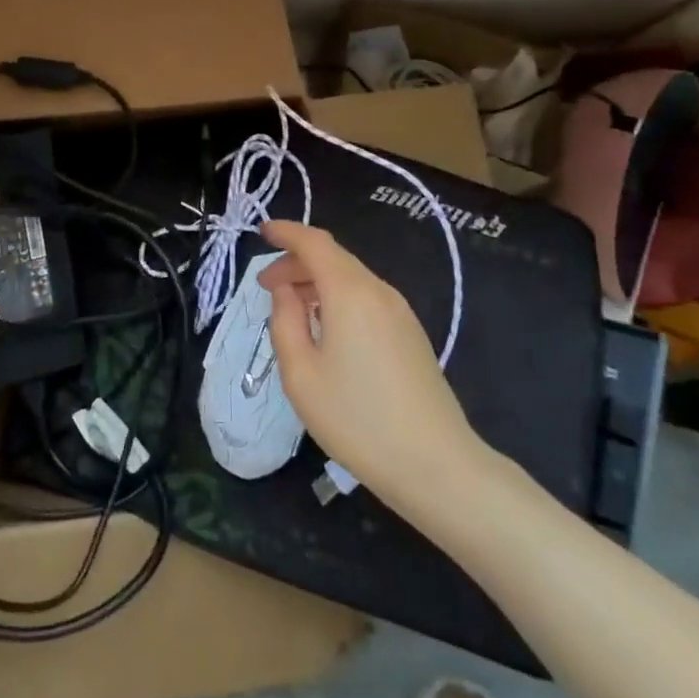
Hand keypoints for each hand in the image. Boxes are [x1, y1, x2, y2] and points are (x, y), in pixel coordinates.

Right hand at [259, 220, 488, 512]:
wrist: (436, 465)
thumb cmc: (358, 419)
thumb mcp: (301, 375)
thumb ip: (284, 322)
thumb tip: (285, 291)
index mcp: (350, 293)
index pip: (314, 243)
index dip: (286, 232)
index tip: (261, 232)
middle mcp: (378, 291)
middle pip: (333, 258)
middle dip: (296, 263)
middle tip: (265, 286)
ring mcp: (400, 312)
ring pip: (350, 278)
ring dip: (316, 282)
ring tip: (290, 309)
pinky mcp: (411, 334)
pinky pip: (366, 298)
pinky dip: (337, 298)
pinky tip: (324, 329)